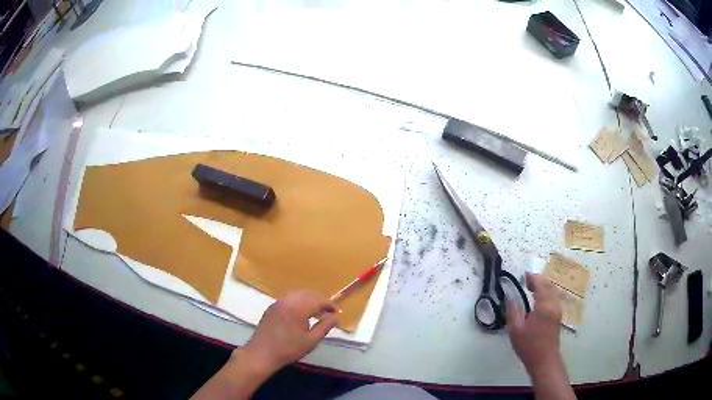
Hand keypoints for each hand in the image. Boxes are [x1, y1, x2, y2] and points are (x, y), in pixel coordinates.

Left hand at [191, 291, 336, 399]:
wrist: (262, 353)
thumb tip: (334, 317)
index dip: (329, 304)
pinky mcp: (271, 307)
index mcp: (298, 308)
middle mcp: (287, 300)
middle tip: (328, 310)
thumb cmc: (288, 349)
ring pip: (297, 294)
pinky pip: (288, 299)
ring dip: (308, 299)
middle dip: (319, 300)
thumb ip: (324, 326)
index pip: (318, 300)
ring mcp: (277, 303)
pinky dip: (298, 301)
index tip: (337, 311)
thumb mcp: (311, 341)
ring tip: (316, 311)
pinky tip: (300, 312)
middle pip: (307, 294)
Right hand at [507, 273, 563, 374]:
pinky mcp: (558, 316)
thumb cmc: (529, 345)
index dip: (533, 278)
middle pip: (549, 286)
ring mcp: (558, 310)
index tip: (525, 274)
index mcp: (544, 306)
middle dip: (539, 280)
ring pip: (553, 291)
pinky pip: (554, 298)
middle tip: (527, 280)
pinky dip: (547, 293)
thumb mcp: (516, 330)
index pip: (540, 286)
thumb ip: (513, 311)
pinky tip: (539, 299)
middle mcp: (554, 305)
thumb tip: (510, 297)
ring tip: (532, 288)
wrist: (544, 360)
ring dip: (544, 286)